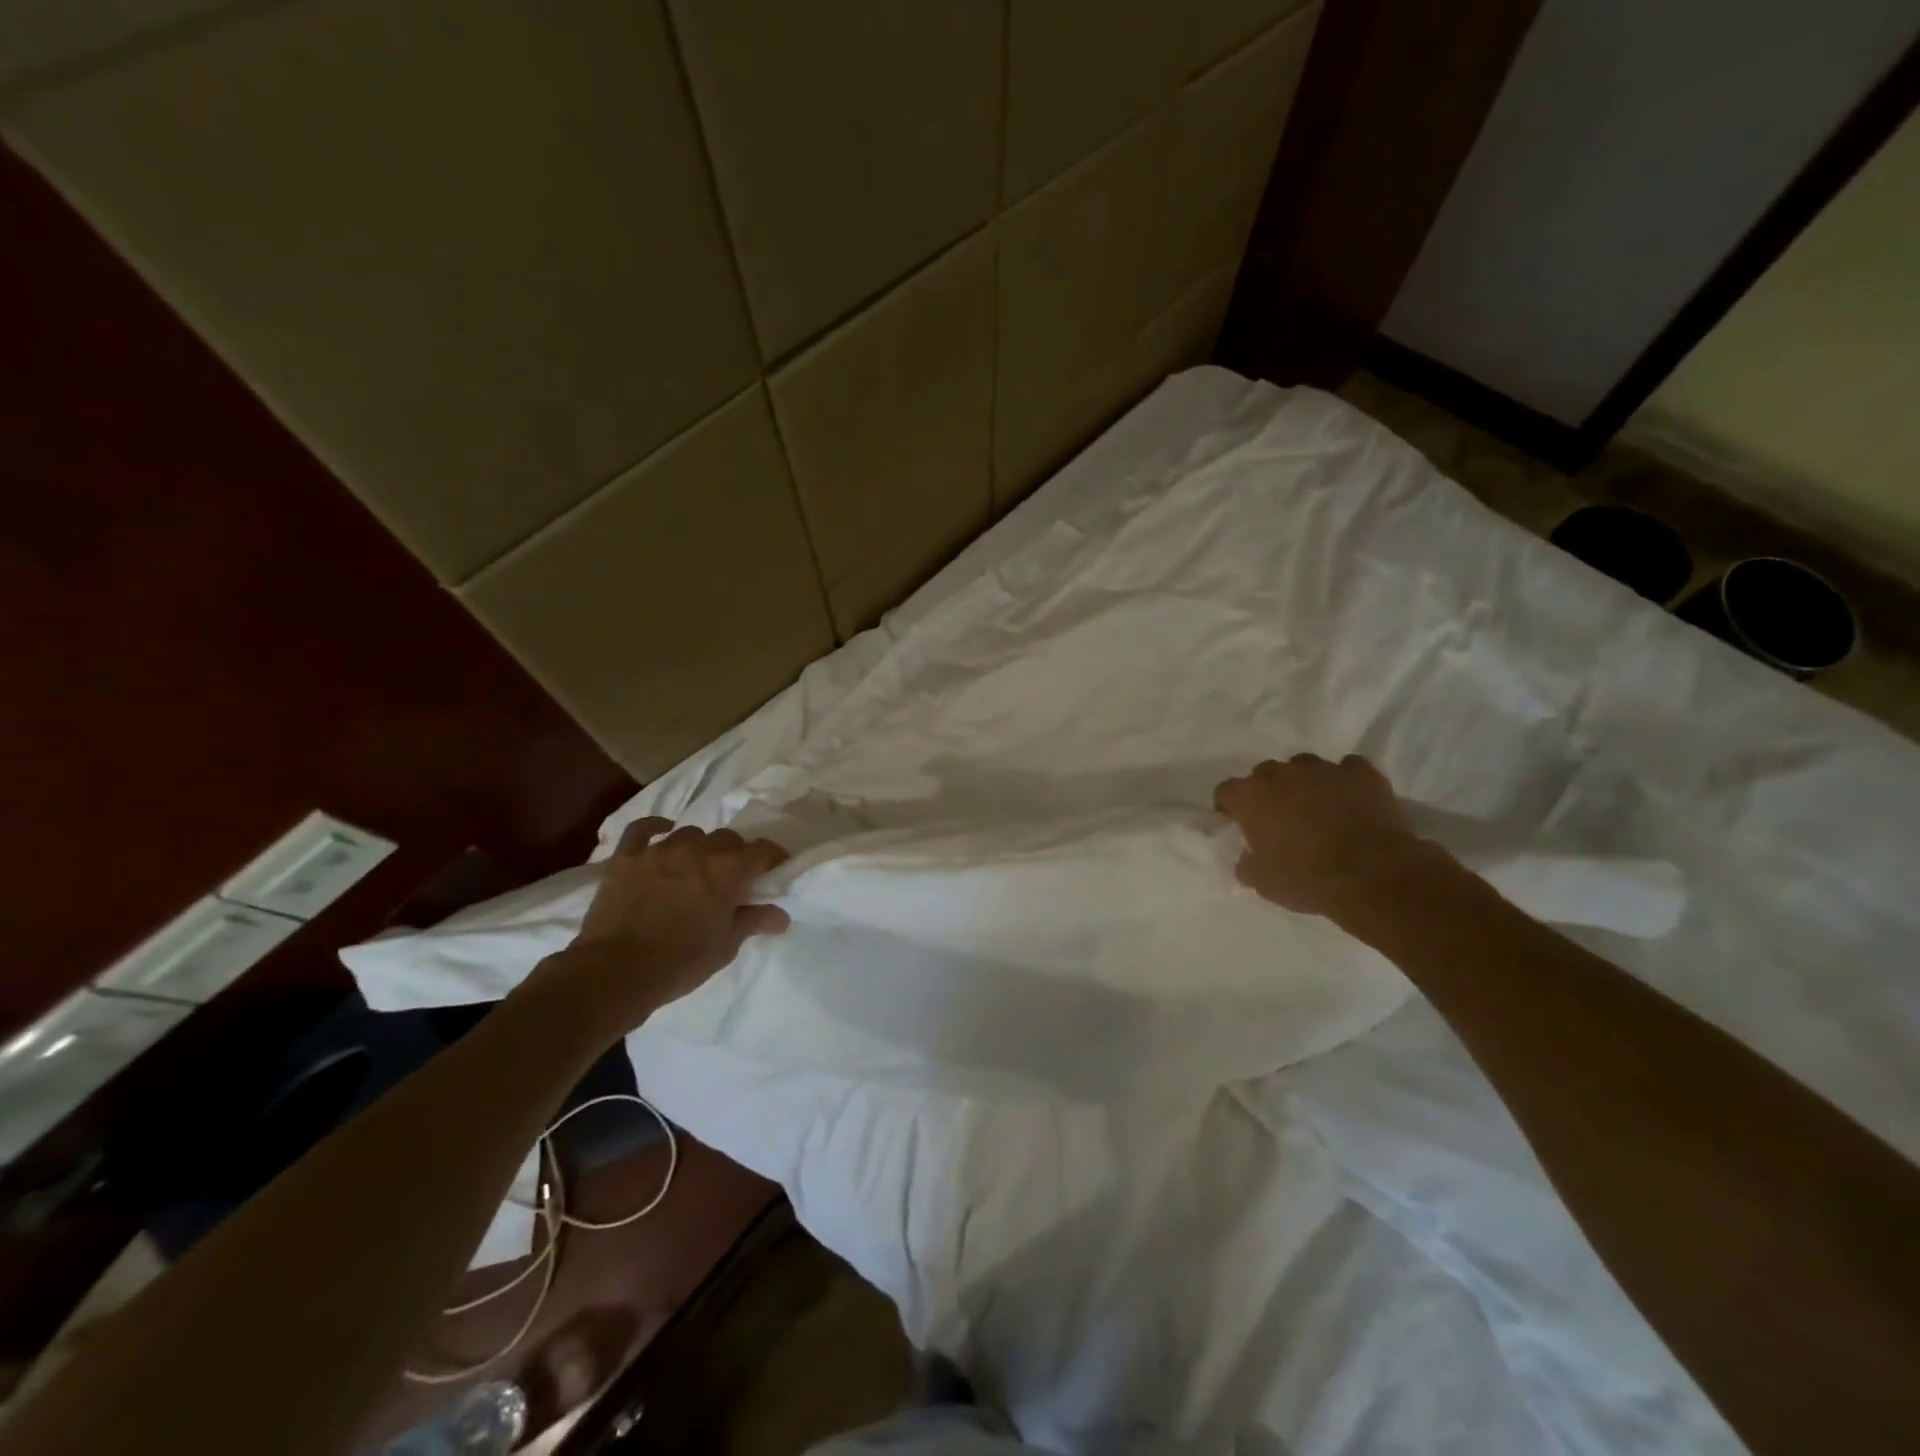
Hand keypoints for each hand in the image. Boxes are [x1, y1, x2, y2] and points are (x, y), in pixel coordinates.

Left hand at [531, 818, 790, 1034]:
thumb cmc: (679, 962)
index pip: (762, 850)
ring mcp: (659, 850)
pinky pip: (643, 829)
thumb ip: (753, 922)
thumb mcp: (725, 946)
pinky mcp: (627, 857)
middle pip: (726, 838)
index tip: (775, 869)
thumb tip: (781, 915)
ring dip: (699, 847)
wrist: (614, 973)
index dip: (773, 857)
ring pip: (690, 834)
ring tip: (695, 866)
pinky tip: (663, 832)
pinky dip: (655, 827)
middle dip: (735, 853)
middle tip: (732, 876)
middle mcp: (697, 850)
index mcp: (727, 870)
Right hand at [1214, 754, 1438, 920]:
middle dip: (1266, 791)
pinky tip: (1349, 798)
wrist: (1373, 875)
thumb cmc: (1307, 879)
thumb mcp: (1262, 882)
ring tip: (1314, 806)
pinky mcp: (1362, 774)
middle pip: (1264, 773)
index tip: (1237, 823)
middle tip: (1277, 817)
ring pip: (1303, 765)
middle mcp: (1282, 774)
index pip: (1225, 791)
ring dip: (1302, 781)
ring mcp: (1324, 770)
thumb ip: (1247, 864)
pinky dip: (1344, 780)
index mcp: (1251, 797)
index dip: (1229, 807)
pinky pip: (1347, 768)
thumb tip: (1248, 857)